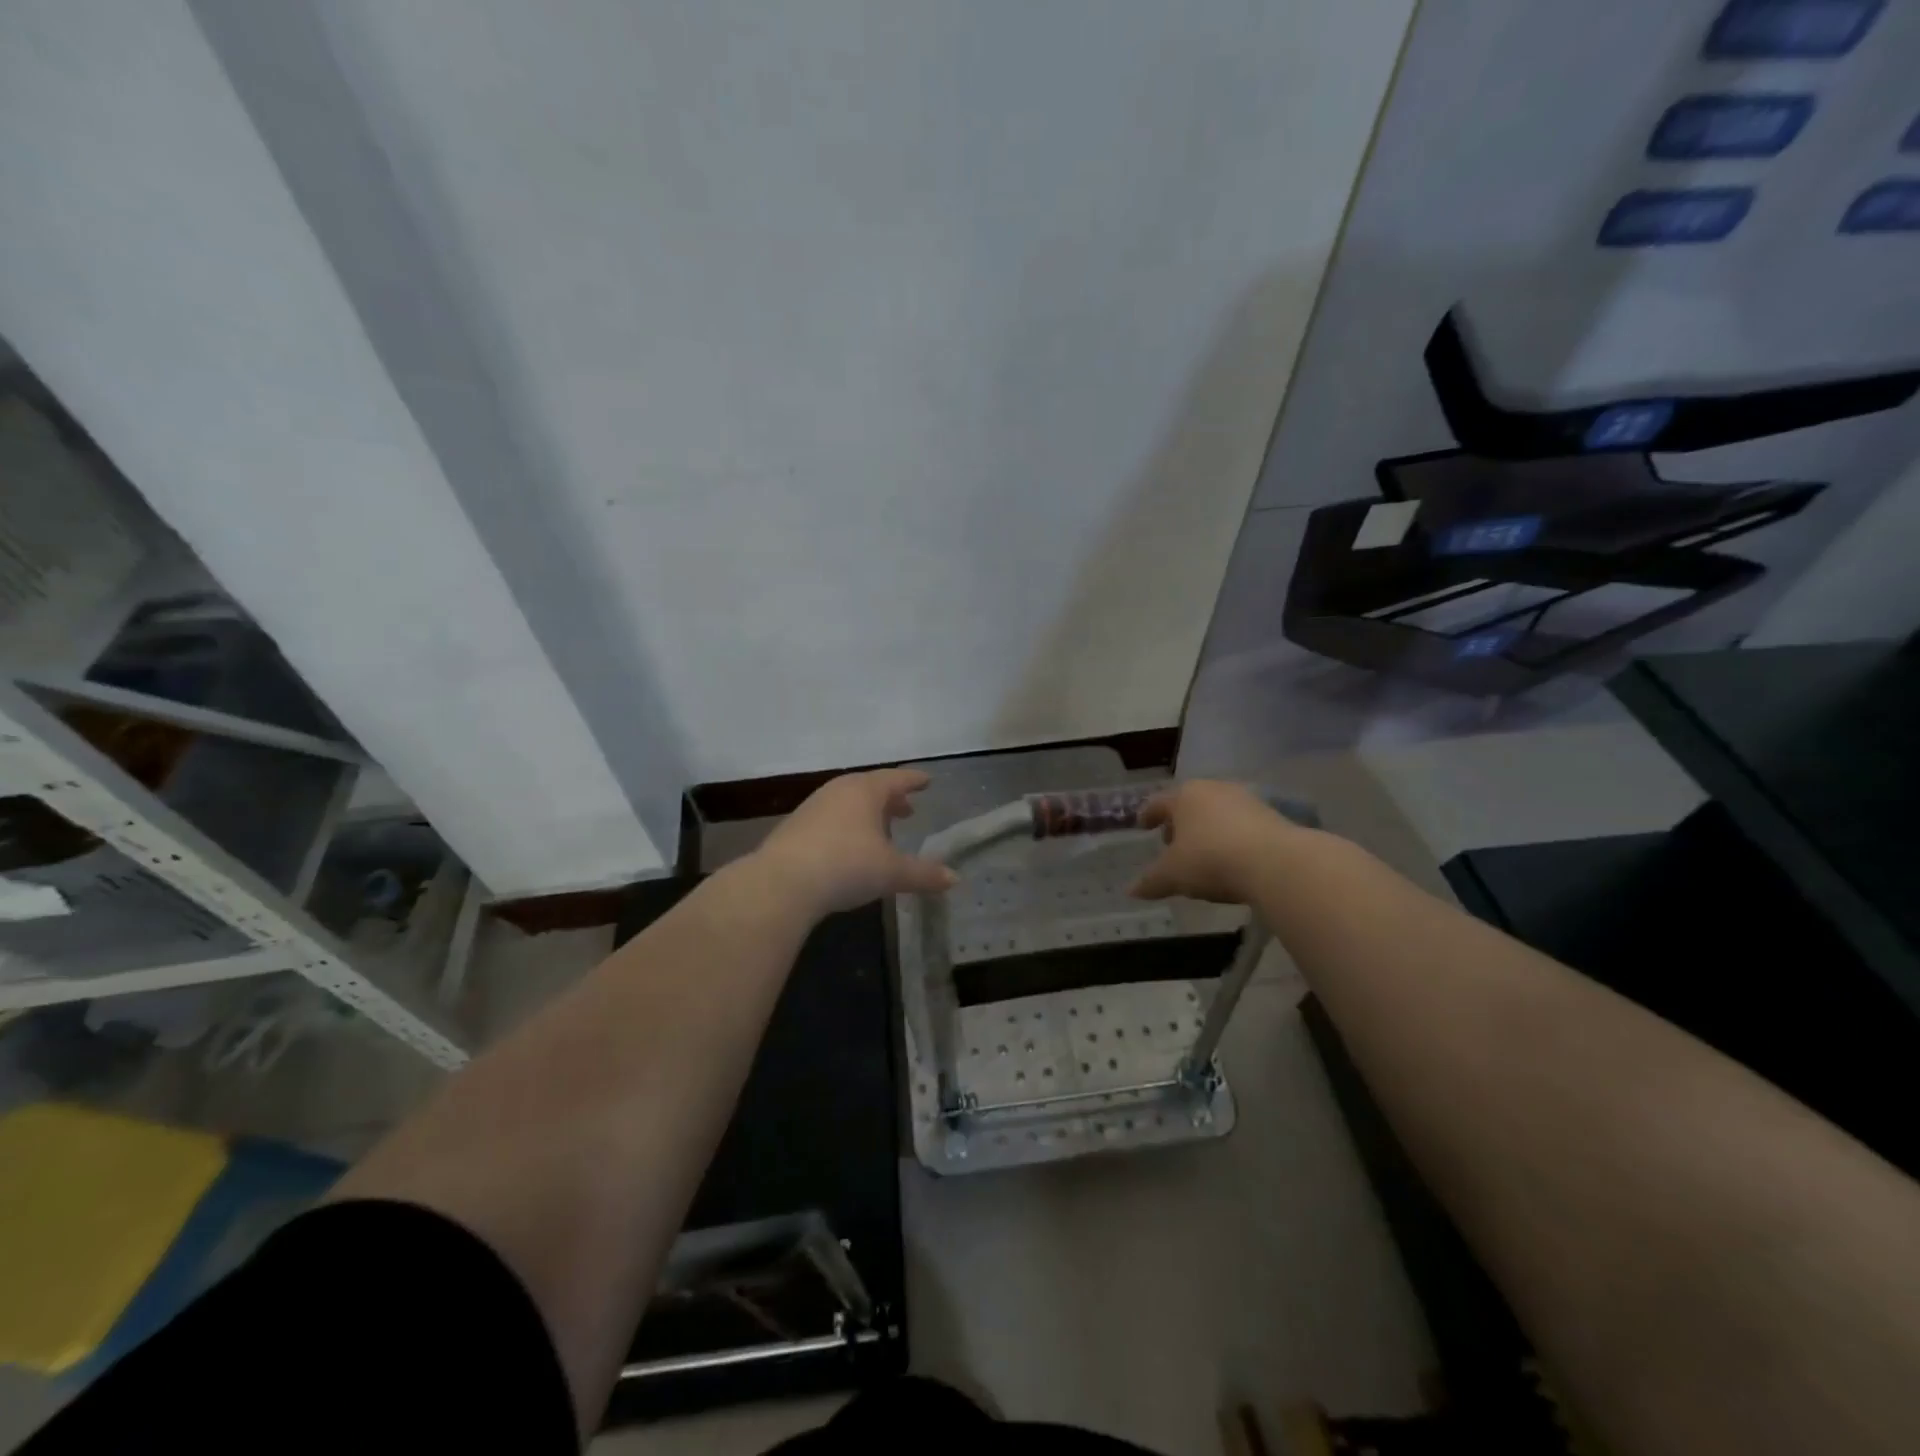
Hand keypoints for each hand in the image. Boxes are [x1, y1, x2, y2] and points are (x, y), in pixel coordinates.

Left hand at [753, 769, 956, 914]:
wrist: (782, 883)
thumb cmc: (846, 866)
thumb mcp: (892, 872)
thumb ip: (924, 874)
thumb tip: (954, 879)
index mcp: (866, 791)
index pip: (896, 779)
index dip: (913, 780)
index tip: (926, 781)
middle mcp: (839, 791)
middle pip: (870, 788)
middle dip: (890, 799)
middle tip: (907, 810)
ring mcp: (813, 807)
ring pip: (848, 803)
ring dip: (867, 814)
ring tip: (880, 831)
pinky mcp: (795, 827)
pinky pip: (830, 818)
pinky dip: (846, 826)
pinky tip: (849, 847)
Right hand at [1128, 780, 1292, 903]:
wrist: (1276, 863)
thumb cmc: (1211, 860)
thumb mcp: (1173, 875)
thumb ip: (1151, 881)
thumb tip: (1131, 891)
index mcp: (1184, 796)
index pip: (1158, 803)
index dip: (1148, 815)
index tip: (1143, 825)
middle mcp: (1214, 790)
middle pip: (1189, 804)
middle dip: (1179, 823)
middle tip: (1171, 843)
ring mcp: (1246, 800)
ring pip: (1217, 813)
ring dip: (1207, 830)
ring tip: (1203, 854)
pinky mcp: (1272, 816)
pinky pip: (1241, 825)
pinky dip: (1231, 838)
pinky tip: (1232, 859)